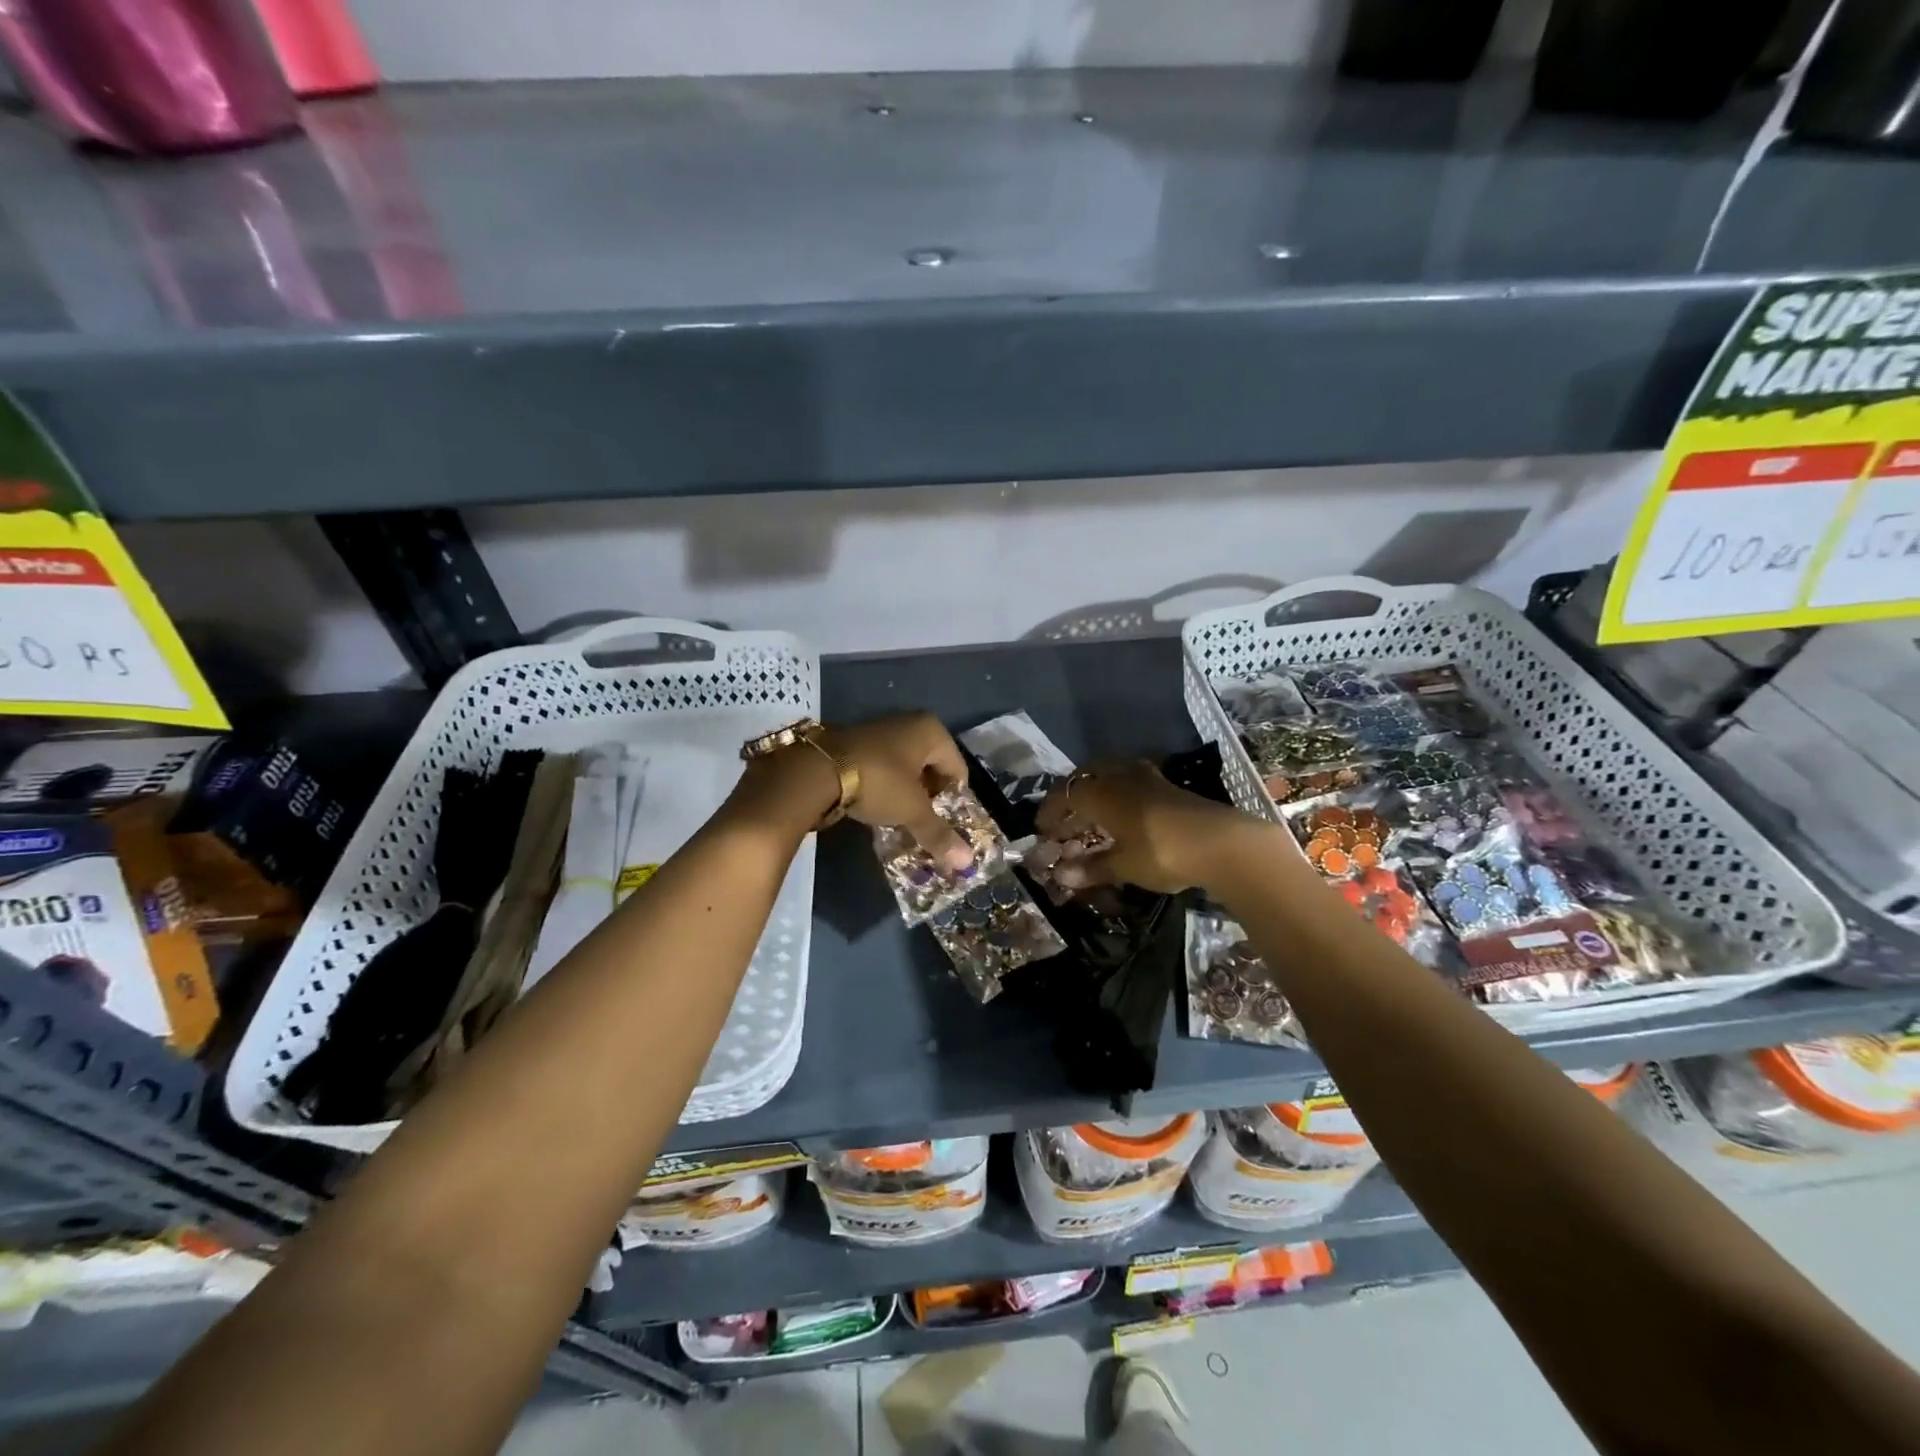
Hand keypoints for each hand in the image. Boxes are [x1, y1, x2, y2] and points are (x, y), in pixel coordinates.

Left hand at [735, 714, 972, 868]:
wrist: (817, 770)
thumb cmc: (879, 782)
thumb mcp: (912, 810)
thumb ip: (939, 834)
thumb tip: (967, 864)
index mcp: (931, 731)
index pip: (958, 770)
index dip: (954, 801)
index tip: (945, 826)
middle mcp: (908, 723)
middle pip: (932, 769)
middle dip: (930, 798)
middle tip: (925, 825)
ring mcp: (880, 730)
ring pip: (906, 769)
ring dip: (907, 794)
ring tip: (902, 821)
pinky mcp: (856, 743)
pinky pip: (883, 768)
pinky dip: (885, 788)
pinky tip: (877, 809)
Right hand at [1035, 760, 1263, 893]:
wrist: (1221, 843)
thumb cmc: (1161, 853)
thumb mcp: (1123, 866)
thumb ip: (1091, 868)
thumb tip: (1061, 875)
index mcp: (1100, 792)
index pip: (1063, 795)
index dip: (1049, 813)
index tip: (1042, 832)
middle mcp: (1119, 776)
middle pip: (1085, 779)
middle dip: (1071, 800)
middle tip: (1065, 823)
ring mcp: (1146, 777)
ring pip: (1109, 776)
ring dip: (1096, 794)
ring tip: (1092, 817)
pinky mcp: (1167, 786)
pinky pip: (1130, 782)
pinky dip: (1118, 795)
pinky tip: (1124, 813)